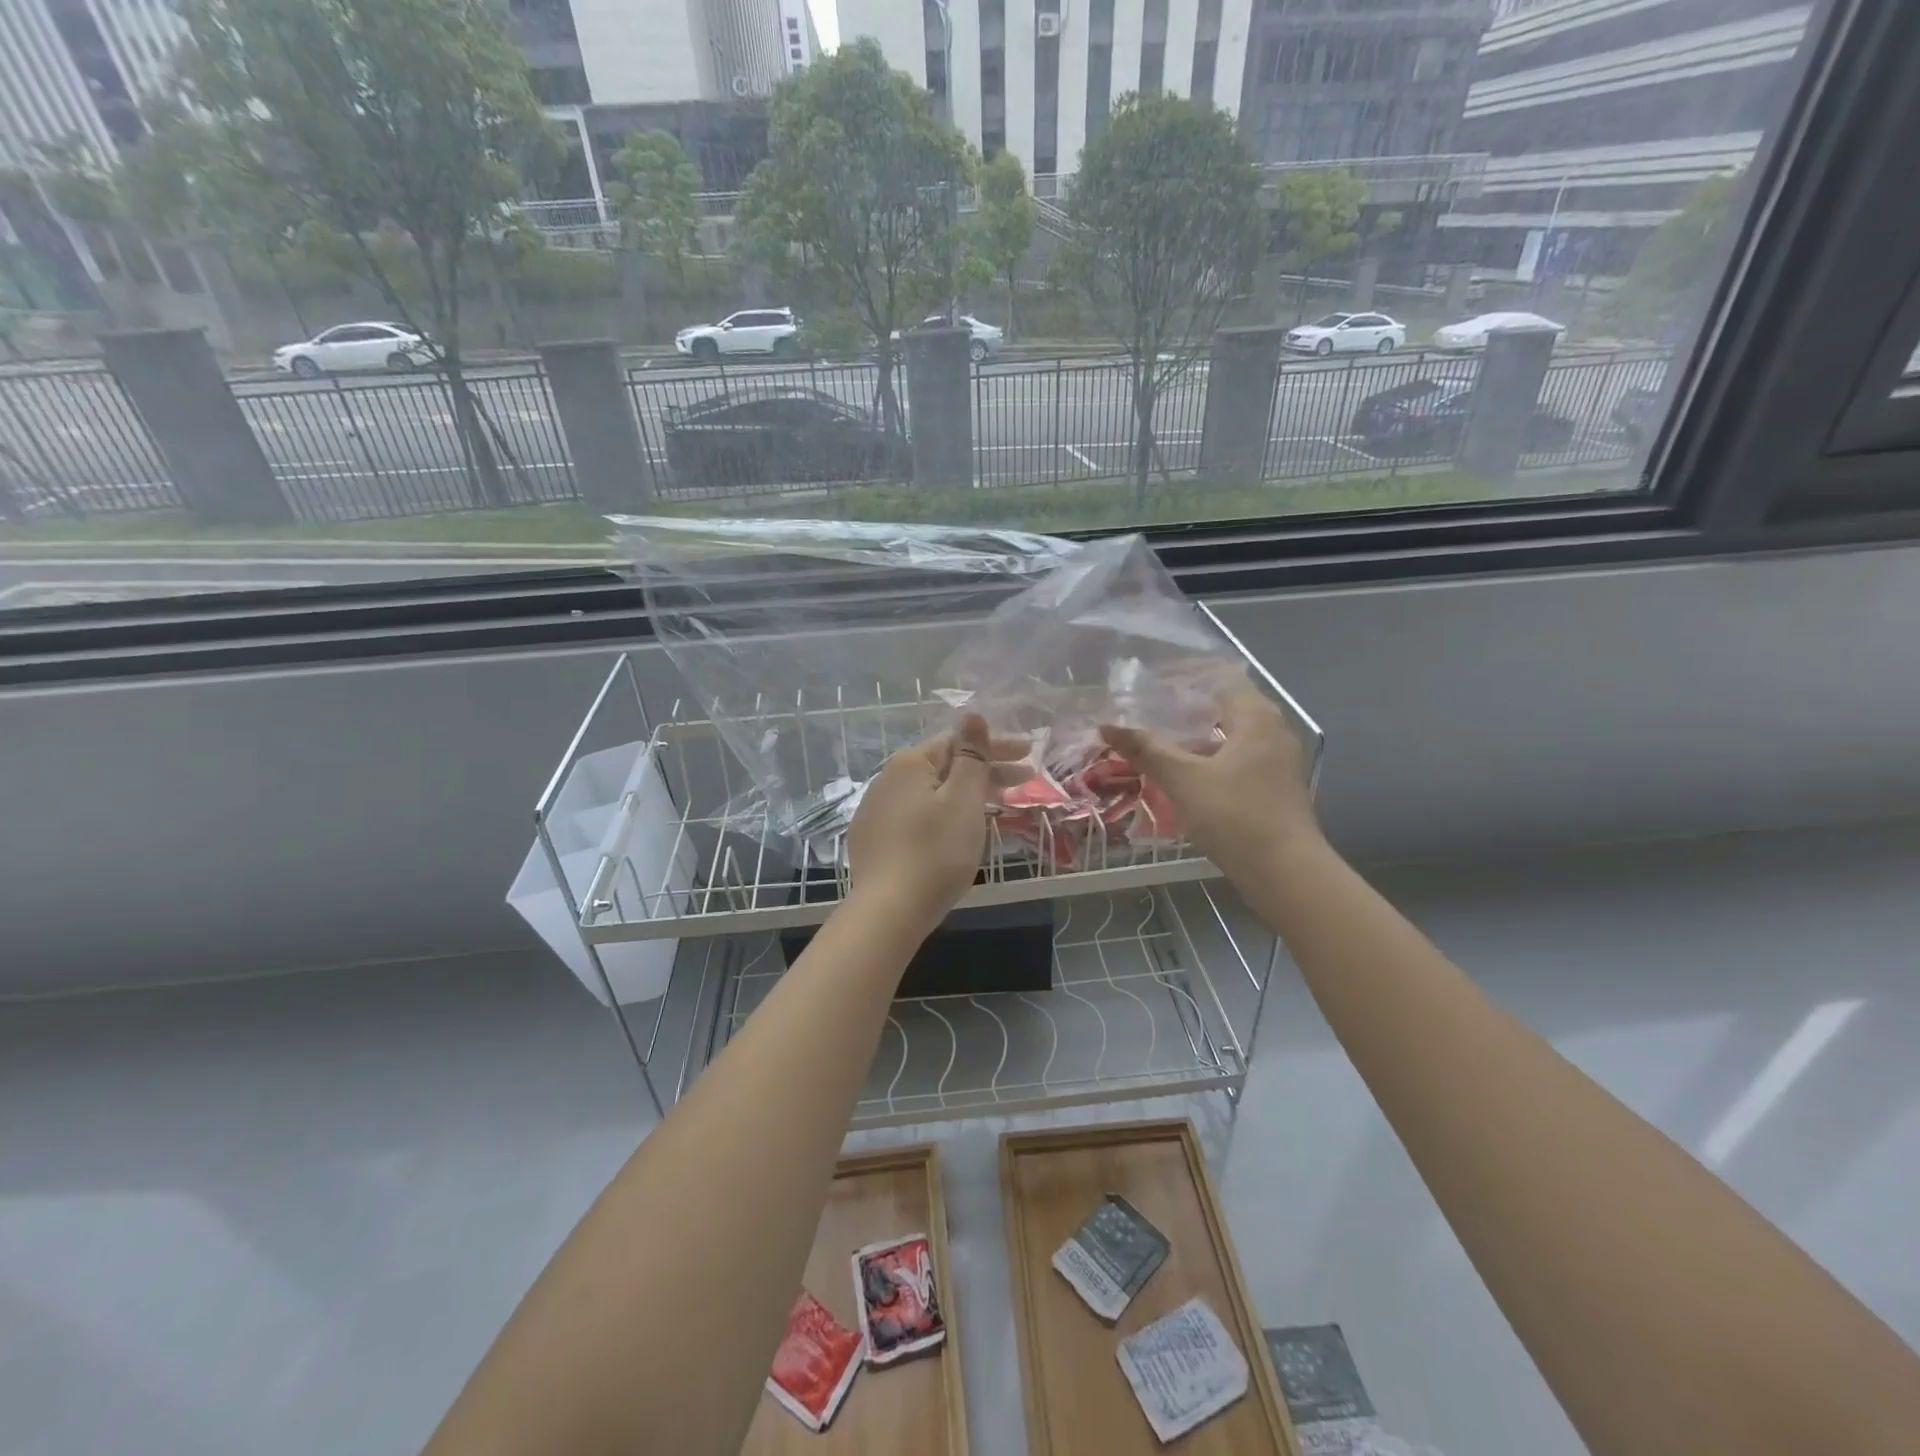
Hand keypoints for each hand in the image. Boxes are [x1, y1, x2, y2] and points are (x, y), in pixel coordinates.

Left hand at [847, 715, 1026, 930]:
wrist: (889, 911)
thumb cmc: (936, 851)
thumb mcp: (963, 799)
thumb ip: (971, 756)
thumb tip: (972, 715)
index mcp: (910, 764)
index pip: (958, 742)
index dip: (996, 747)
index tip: (1029, 755)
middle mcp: (888, 780)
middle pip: (945, 767)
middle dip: (987, 771)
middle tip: (1026, 780)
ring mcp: (877, 811)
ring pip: (932, 793)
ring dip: (967, 794)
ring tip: (999, 805)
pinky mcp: (874, 840)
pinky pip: (918, 816)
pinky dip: (944, 815)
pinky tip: (958, 830)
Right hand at [1100, 683, 1319, 880]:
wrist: (1285, 873)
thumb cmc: (1235, 815)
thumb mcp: (1183, 780)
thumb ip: (1146, 750)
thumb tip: (1107, 726)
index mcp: (1257, 718)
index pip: (1221, 679)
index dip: (1186, 678)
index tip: (1152, 683)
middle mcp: (1274, 732)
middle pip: (1227, 708)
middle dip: (1188, 710)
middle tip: (1149, 713)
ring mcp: (1279, 763)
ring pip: (1232, 738)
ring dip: (1198, 739)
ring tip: (1160, 744)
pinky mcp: (1276, 789)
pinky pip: (1239, 761)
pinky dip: (1212, 761)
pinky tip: (1186, 777)